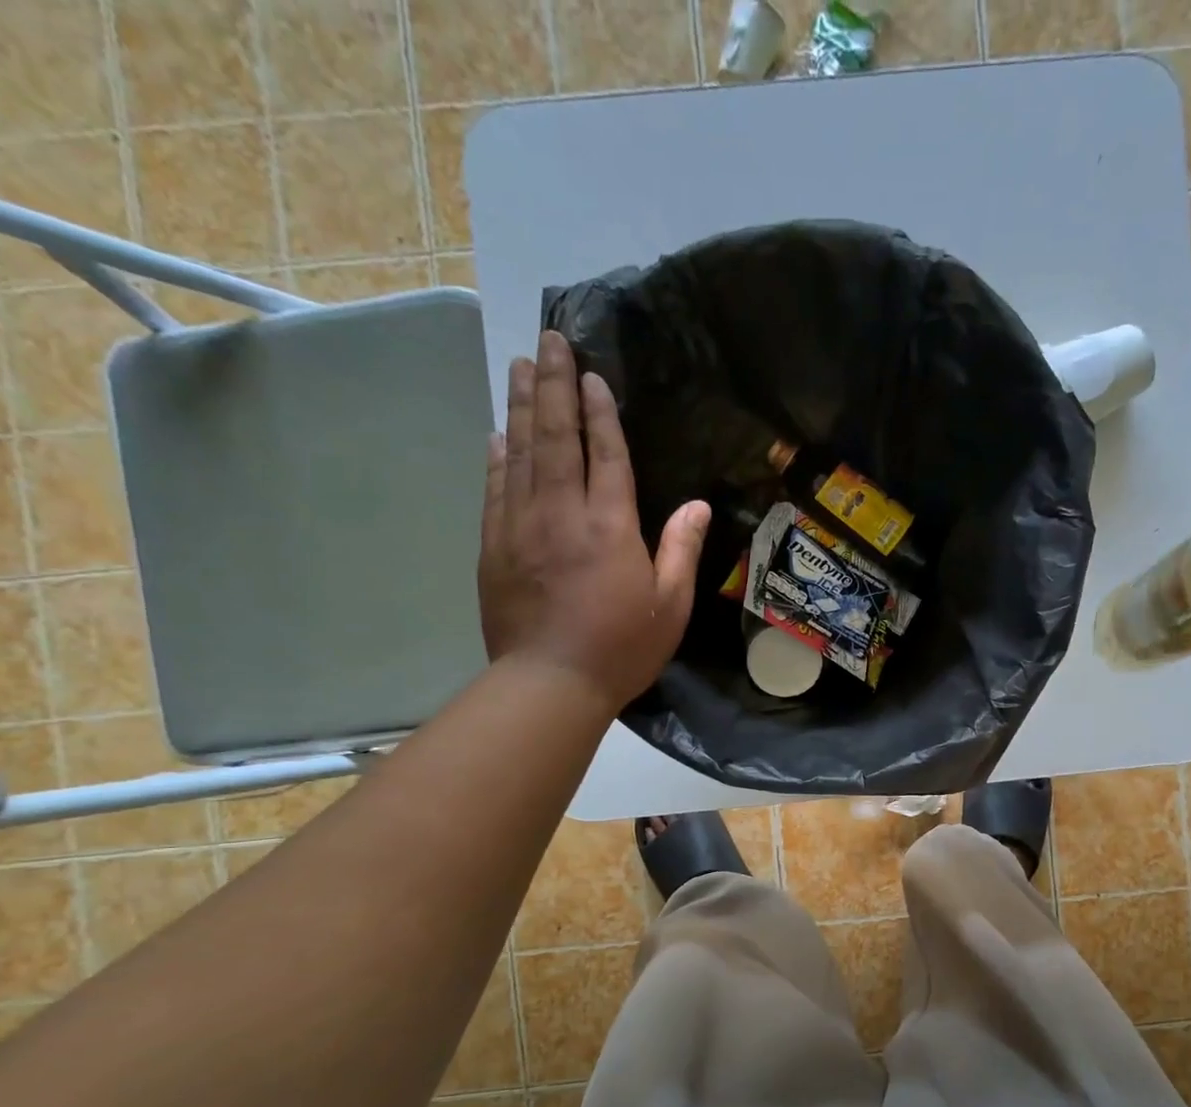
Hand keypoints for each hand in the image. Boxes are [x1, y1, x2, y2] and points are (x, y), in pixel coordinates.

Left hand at [478, 331, 708, 710]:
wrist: (549, 683)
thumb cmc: (621, 648)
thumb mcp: (670, 606)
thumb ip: (681, 550)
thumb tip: (697, 505)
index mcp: (610, 526)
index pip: (605, 454)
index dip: (600, 411)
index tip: (592, 373)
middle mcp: (561, 513)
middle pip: (555, 437)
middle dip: (552, 385)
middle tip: (548, 340)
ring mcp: (520, 526)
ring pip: (519, 452)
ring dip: (520, 406)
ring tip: (519, 365)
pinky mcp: (493, 546)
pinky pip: (495, 488)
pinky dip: (497, 456)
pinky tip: (498, 434)